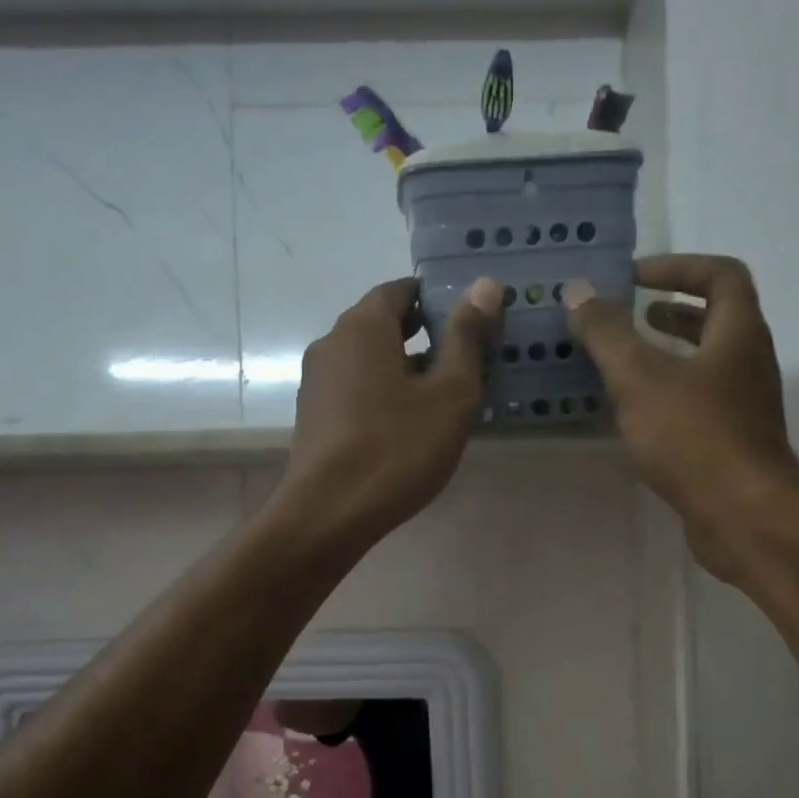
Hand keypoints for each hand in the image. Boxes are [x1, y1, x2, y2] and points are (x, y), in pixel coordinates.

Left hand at [281, 276, 501, 549]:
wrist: (328, 513)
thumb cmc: (397, 448)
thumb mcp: (449, 393)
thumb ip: (467, 337)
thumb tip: (485, 284)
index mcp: (363, 326)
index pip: (401, 290)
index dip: (436, 299)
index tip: (469, 321)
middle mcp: (332, 343)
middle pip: (382, 323)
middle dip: (423, 334)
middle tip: (464, 359)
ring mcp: (317, 381)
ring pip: (368, 358)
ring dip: (403, 366)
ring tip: (441, 394)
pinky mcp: (314, 416)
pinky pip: (355, 387)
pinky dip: (382, 391)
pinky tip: (406, 423)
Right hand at [564, 256, 798, 579]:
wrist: (743, 516)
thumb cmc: (694, 436)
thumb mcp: (640, 378)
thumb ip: (608, 334)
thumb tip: (579, 291)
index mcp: (738, 333)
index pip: (721, 275)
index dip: (678, 266)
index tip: (636, 277)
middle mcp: (750, 362)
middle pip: (718, 319)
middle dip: (673, 310)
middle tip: (632, 315)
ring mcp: (745, 406)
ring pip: (708, 363)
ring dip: (670, 353)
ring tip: (626, 360)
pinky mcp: (733, 443)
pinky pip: (700, 401)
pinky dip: (669, 393)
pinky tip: (636, 413)